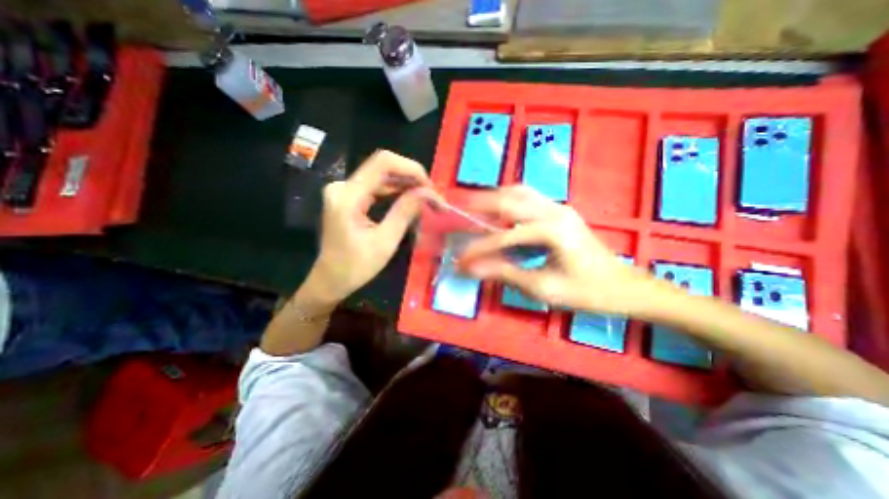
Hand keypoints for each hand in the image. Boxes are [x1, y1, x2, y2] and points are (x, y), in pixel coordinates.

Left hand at [305, 147, 431, 302]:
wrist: (330, 280)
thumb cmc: (355, 267)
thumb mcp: (385, 242)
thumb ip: (405, 212)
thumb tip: (427, 193)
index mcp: (348, 196)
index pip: (383, 163)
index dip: (410, 168)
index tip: (430, 187)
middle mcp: (343, 186)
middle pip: (383, 167)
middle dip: (412, 178)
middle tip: (433, 196)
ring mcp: (345, 191)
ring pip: (381, 176)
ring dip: (406, 184)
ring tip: (427, 198)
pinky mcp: (349, 197)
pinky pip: (377, 187)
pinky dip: (396, 191)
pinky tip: (411, 199)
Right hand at [458, 184, 658, 314]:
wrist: (624, 287)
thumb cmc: (586, 292)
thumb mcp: (543, 287)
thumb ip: (505, 273)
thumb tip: (472, 269)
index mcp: (552, 231)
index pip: (504, 235)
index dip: (479, 247)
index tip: (460, 258)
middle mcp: (555, 211)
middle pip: (510, 198)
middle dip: (481, 204)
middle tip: (459, 211)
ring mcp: (559, 208)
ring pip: (519, 192)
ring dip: (495, 198)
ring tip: (475, 208)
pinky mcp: (561, 212)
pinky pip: (528, 198)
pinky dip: (509, 201)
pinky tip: (498, 212)